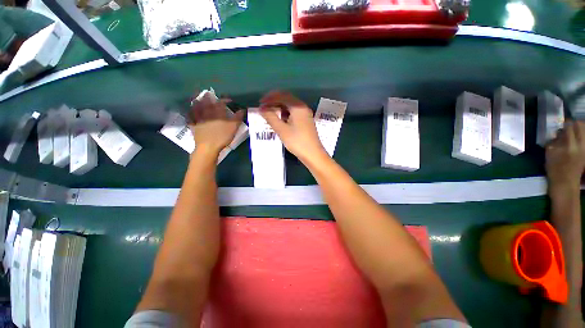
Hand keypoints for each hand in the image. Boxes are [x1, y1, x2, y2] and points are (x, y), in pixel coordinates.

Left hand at [188, 92, 243, 154]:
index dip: (225, 100)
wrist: (208, 147)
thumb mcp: (233, 128)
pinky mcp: (194, 125)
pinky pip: (191, 117)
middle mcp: (207, 114)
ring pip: (198, 108)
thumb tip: (242, 110)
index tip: (229, 100)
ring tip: (198, 98)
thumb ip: (237, 118)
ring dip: (198, 102)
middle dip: (209, 98)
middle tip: (209, 94)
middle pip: (207, 103)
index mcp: (217, 113)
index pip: (221, 103)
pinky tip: (189, 111)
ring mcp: (199, 119)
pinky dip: (190, 113)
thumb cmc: (222, 137)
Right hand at [259, 91, 326, 162]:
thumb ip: (270, 117)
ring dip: (279, 107)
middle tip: (264, 107)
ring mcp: (305, 114)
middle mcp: (303, 107)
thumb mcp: (281, 130)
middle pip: (287, 99)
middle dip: (274, 101)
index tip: (260, 103)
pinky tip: (280, 119)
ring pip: (290, 106)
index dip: (269, 98)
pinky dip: (285, 113)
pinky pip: (294, 112)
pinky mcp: (306, 121)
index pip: (282, 96)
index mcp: (298, 107)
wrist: (313, 154)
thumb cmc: (297, 141)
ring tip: (270, 113)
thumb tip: (261, 108)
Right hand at [546, 121, 584, 192]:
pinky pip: (584, 140)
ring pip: (584, 132)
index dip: (564, 123)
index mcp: (570, 144)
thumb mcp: (550, 155)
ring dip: (578, 129)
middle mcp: (580, 144)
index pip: (569, 126)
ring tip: (571, 132)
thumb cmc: (554, 170)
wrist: (565, 184)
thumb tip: (556, 134)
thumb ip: (554, 142)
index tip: (560, 122)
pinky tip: (575, 141)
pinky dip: (580, 137)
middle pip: (581, 126)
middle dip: (574, 124)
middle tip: (567, 125)